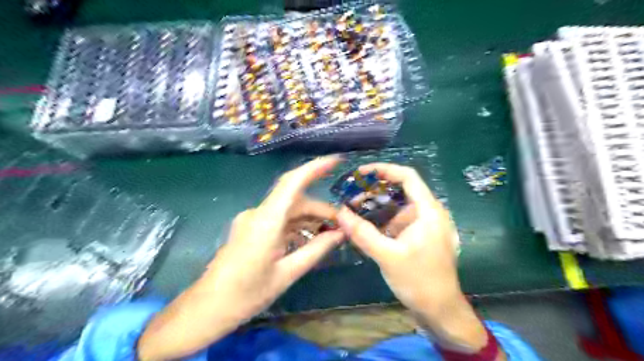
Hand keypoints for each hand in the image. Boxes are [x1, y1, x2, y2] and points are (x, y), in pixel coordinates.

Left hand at [138, 156, 344, 360]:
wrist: (207, 308)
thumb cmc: (246, 294)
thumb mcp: (287, 273)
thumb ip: (315, 250)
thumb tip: (340, 234)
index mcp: (266, 221)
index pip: (292, 183)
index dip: (314, 168)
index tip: (336, 161)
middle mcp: (258, 213)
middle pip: (295, 200)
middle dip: (320, 209)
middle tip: (342, 225)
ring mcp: (253, 220)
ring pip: (288, 210)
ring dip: (309, 218)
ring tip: (330, 233)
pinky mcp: (251, 228)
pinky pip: (279, 220)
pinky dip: (297, 225)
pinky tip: (310, 238)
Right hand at [338, 162, 488, 351]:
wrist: (440, 311)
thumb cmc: (419, 281)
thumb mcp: (387, 256)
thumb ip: (362, 233)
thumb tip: (339, 213)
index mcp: (429, 211)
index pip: (408, 177)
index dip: (385, 169)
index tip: (362, 172)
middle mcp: (430, 213)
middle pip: (402, 190)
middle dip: (375, 191)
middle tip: (352, 195)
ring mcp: (426, 226)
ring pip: (399, 207)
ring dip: (377, 207)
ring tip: (354, 211)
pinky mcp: (421, 237)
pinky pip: (400, 221)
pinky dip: (384, 221)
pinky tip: (367, 227)